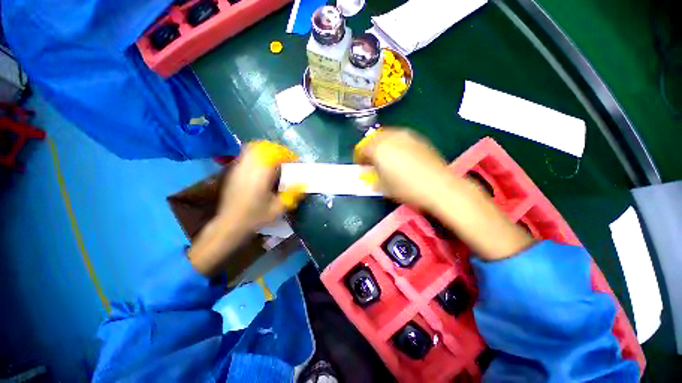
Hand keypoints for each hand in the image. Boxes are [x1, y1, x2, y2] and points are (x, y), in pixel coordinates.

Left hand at [189, 141, 304, 275]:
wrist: (230, 223)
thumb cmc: (255, 217)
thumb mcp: (278, 209)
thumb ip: (292, 194)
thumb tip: (304, 183)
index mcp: (261, 176)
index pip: (275, 155)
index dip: (287, 155)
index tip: (295, 160)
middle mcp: (249, 168)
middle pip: (264, 147)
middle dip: (278, 150)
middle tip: (287, 159)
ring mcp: (239, 167)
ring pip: (254, 148)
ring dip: (268, 150)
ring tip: (276, 159)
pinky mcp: (234, 170)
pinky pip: (247, 154)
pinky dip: (258, 154)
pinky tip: (264, 164)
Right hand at [354, 128, 533, 259]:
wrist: (438, 185)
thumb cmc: (406, 188)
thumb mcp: (383, 187)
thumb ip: (371, 178)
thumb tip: (368, 174)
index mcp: (378, 149)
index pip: (362, 148)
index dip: (359, 157)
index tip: (360, 165)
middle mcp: (390, 137)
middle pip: (373, 138)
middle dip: (369, 149)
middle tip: (371, 161)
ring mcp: (405, 135)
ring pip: (387, 135)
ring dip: (381, 145)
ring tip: (385, 157)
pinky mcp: (417, 138)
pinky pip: (399, 137)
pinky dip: (394, 144)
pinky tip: (399, 155)